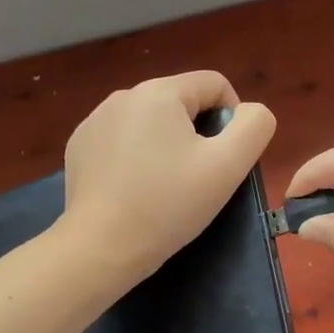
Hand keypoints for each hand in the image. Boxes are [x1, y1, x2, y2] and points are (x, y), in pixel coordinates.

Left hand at [60, 72, 275, 286]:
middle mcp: (123, 96)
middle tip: (196, 179)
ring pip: (150, 122)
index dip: (232, 119)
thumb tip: (248, 112)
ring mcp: (95, 120)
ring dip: (165, 145)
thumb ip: (254, 126)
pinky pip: (121, 140)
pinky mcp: (79, 147)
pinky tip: (133, 190)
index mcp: (159, 91)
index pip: (215, 84)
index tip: (224, 160)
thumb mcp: (228, 166)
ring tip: (164, 187)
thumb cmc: (168, 204)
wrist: (100, 248)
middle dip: (197, 134)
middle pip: (181, 103)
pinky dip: (135, 157)